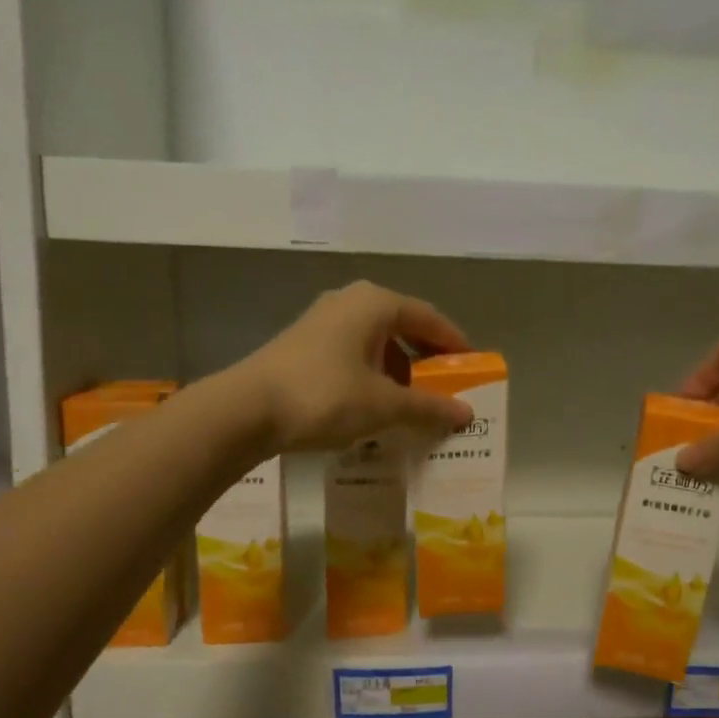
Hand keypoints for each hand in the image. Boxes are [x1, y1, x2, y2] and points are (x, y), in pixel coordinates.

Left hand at [234, 281, 473, 453]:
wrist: (245, 410)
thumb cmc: (325, 396)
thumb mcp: (384, 405)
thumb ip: (428, 407)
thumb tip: (466, 414)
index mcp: (375, 303)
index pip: (428, 317)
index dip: (454, 343)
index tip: (473, 368)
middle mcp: (349, 302)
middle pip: (401, 327)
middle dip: (425, 361)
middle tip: (444, 390)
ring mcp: (322, 322)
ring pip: (374, 343)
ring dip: (397, 371)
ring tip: (409, 405)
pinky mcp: (302, 345)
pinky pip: (352, 355)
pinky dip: (371, 377)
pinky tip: (372, 407)